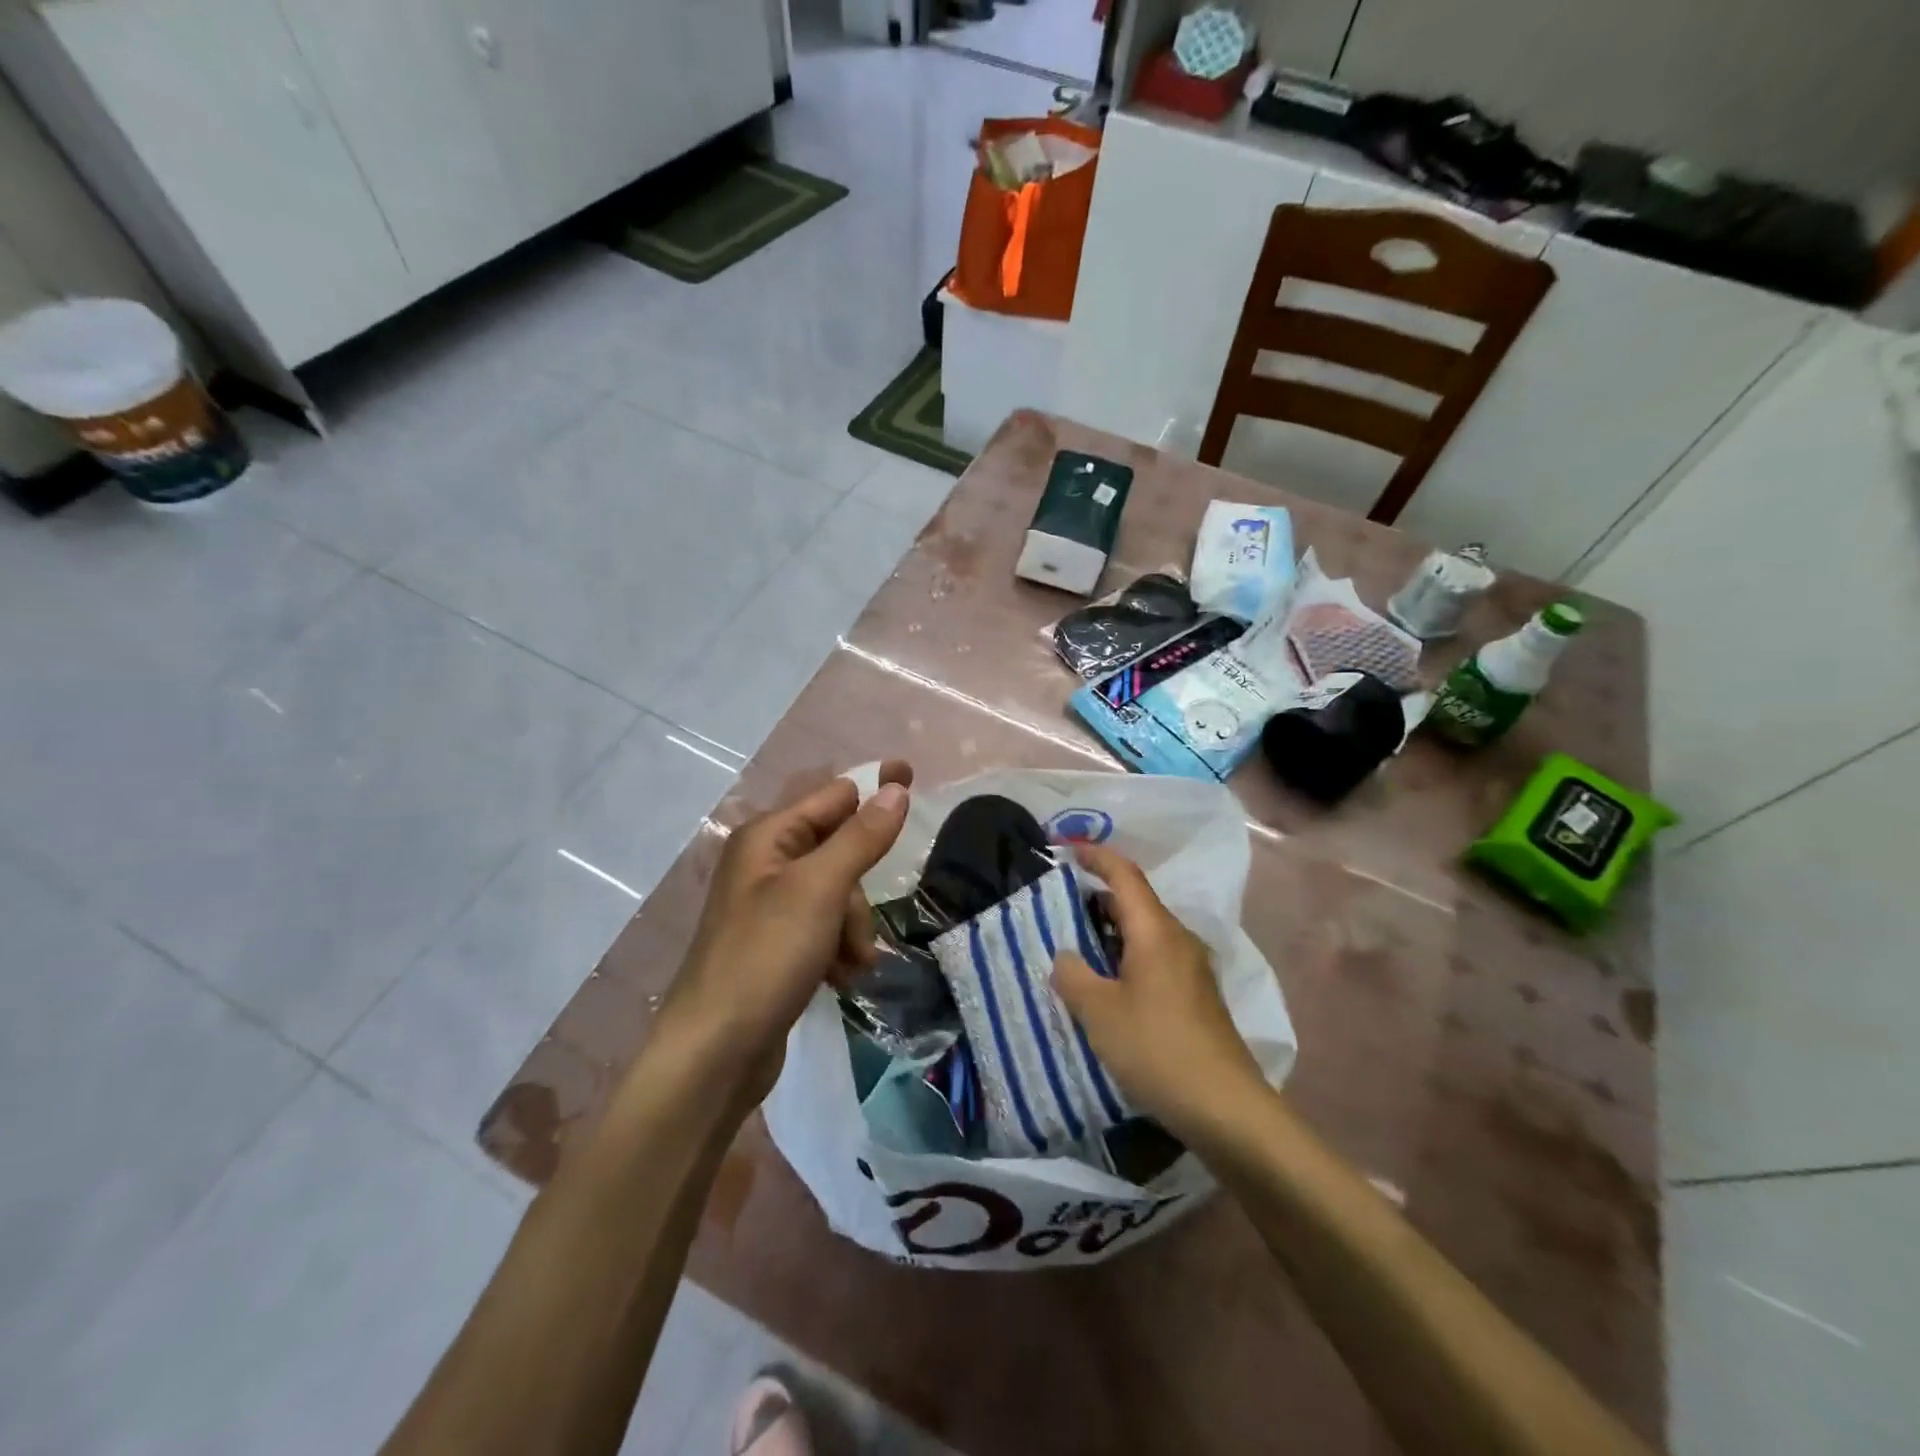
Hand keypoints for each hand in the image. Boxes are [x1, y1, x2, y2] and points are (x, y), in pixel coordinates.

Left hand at [661, 761, 912, 1099]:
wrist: (715, 1052)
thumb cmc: (765, 956)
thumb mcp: (819, 890)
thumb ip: (861, 837)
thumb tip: (895, 788)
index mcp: (768, 837)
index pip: (834, 795)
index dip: (874, 787)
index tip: (913, 777)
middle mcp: (766, 864)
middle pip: (840, 850)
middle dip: (859, 890)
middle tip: (858, 930)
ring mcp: (770, 907)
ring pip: (839, 894)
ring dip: (853, 927)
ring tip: (849, 965)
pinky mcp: (777, 945)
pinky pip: (825, 928)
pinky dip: (839, 948)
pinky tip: (839, 977)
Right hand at [1051, 844, 1268, 1140]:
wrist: (1225, 1107)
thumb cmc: (1157, 1048)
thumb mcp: (1099, 1011)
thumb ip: (1073, 976)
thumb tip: (1065, 956)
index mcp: (1156, 931)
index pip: (1125, 875)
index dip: (1096, 856)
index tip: (1066, 850)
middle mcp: (1178, 940)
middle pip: (1134, 902)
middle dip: (1096, 897)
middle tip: (1057, 906)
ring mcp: (1191, 969)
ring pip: (1144, 933)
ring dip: (1109, 932)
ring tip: (1073, 946)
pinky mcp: (1195, 997)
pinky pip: (1153, 959)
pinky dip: (1125, 957)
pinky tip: (1105, 986)